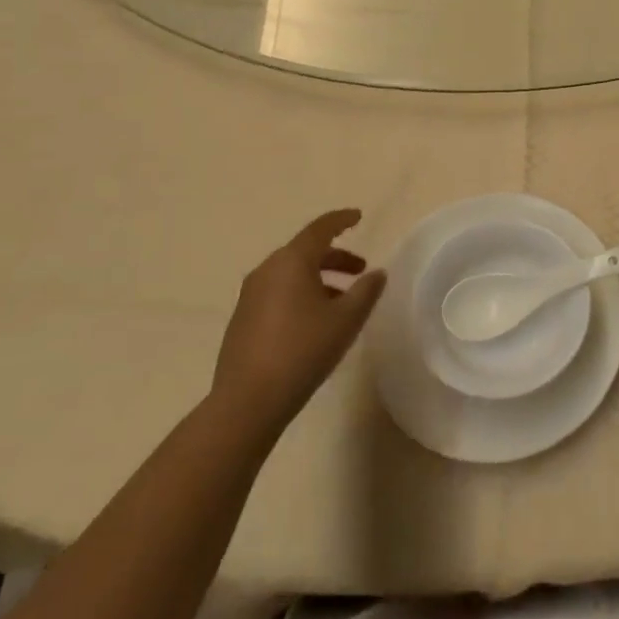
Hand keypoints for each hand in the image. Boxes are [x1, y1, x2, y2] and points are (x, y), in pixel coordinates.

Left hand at [213, 209, 385, 423]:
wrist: (247, 402)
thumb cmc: (303, 351)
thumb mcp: (346, 320)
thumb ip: (366, 290)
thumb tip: (377, 273)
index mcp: (291, 261)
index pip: (320, 228)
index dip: (341, 220)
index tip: (358, 216)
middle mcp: (267, 270)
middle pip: (305, 251)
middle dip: (335, 256)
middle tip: (359, 269)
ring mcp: (250, 296)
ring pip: (290, 274)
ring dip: (319, 278)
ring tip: (341, 301)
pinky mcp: (242, 320)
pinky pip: (277, 293)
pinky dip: (300, 294)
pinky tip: (314, 322)